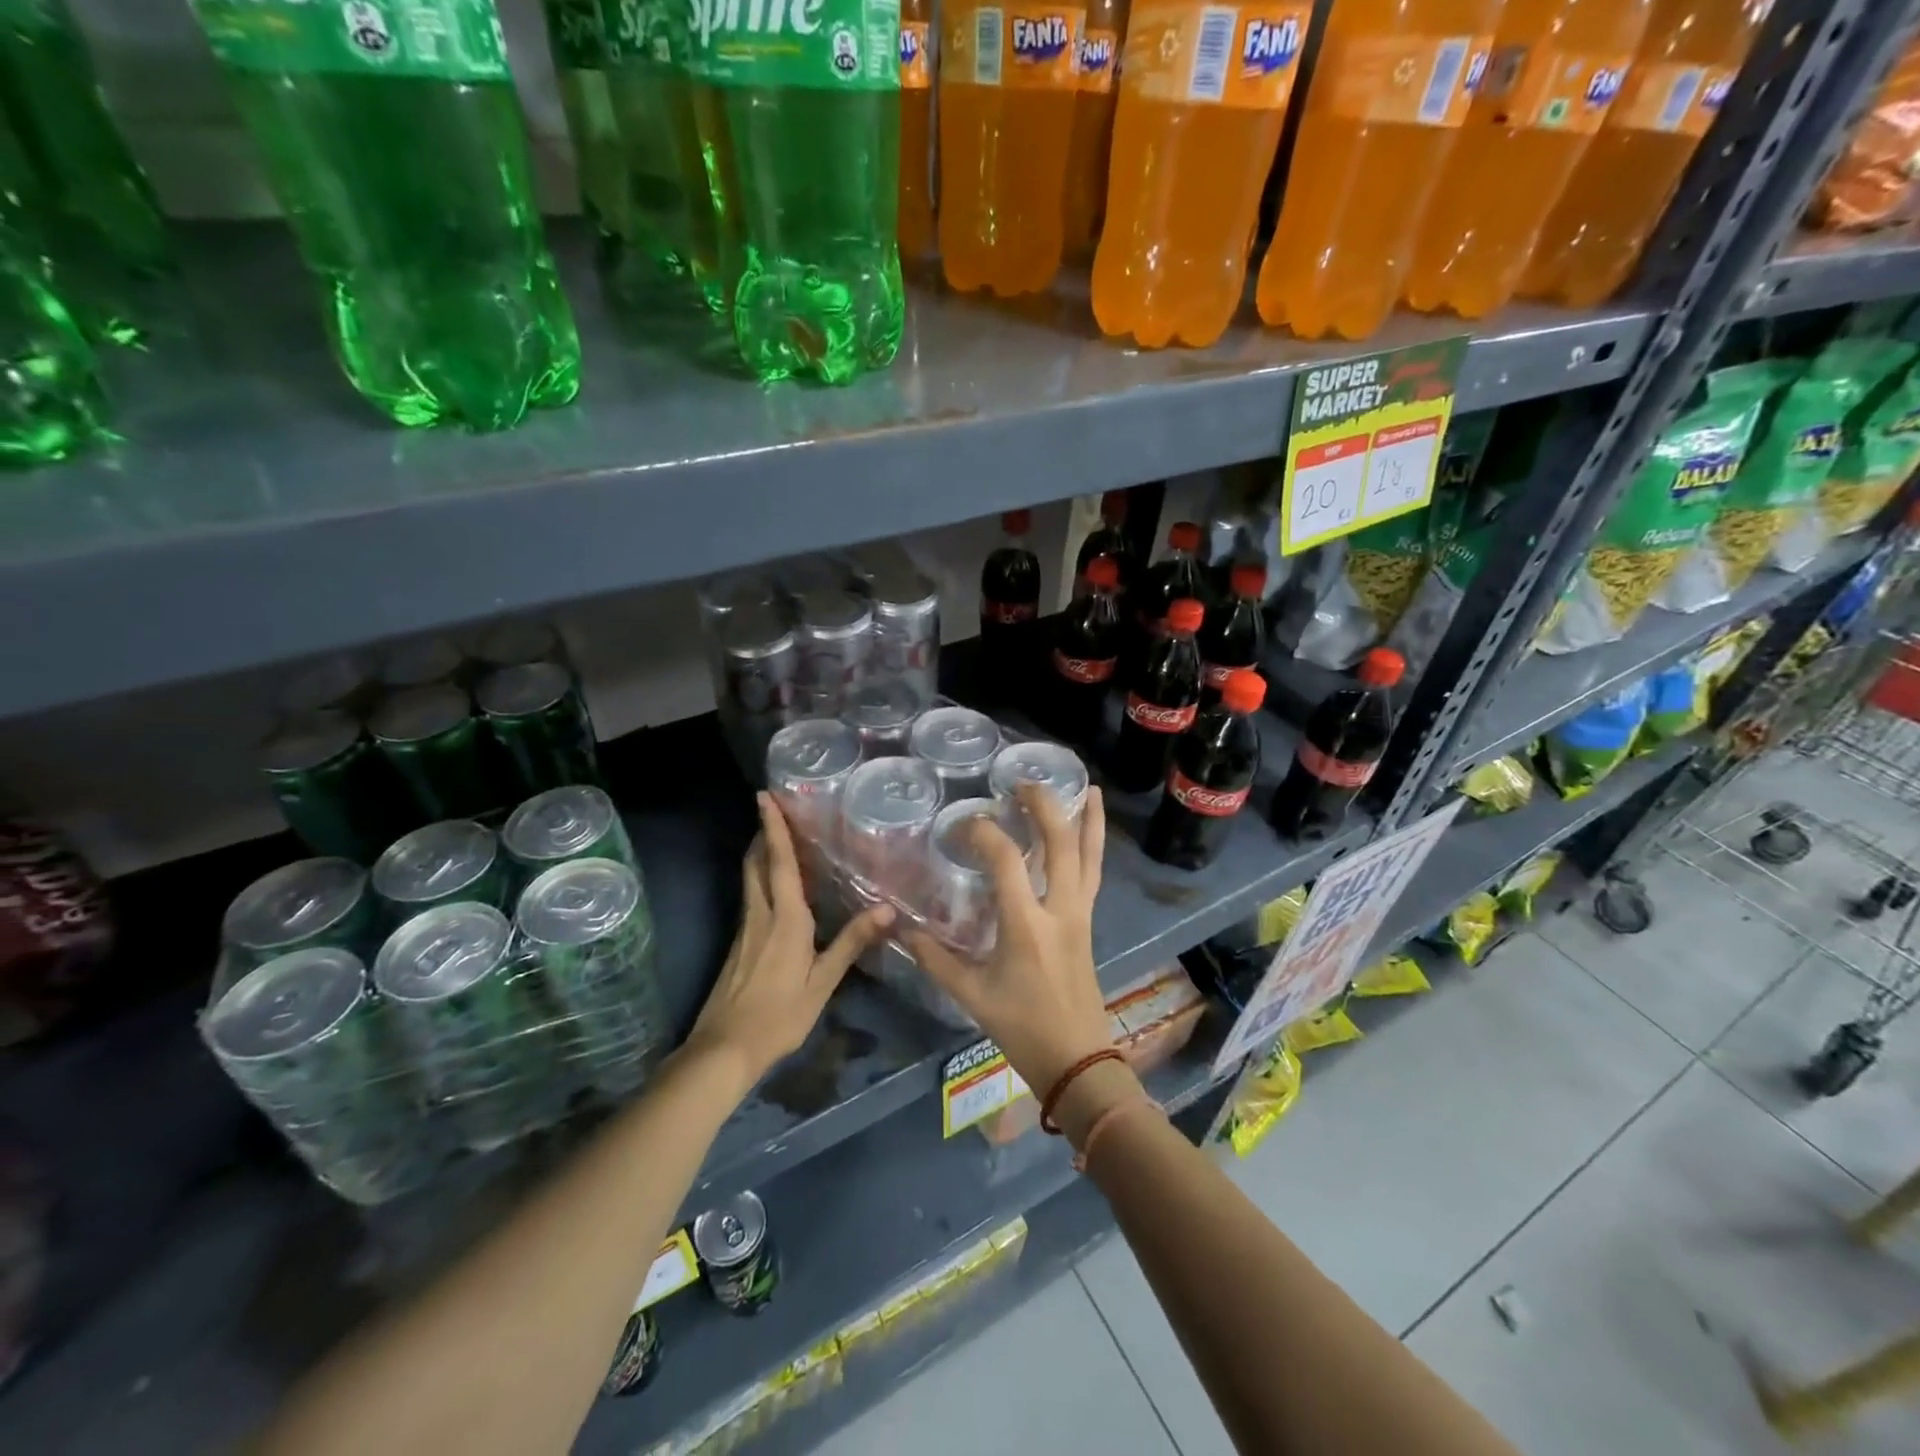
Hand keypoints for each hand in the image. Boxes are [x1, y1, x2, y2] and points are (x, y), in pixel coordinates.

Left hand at [686, 793, 893, 1086]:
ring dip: (760, 853)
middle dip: (763, 833)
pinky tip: (776, 888)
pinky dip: (761, 878)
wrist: (724, 1049)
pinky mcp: (739, 943)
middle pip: (757, 863)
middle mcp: (761, 914)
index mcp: (785, 918)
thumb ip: (852, 942)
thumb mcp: (823, 982)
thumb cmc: (779, 1014)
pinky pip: (751, 896)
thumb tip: (887, 908)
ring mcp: (746, 928)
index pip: (780, 862)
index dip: (773, 828)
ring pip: (750, 878)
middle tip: (774, 809)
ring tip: (776, 837)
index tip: (765, 796)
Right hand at [903, 784, 1114, 1094]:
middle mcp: (1059, 910)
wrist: (1076, 1059)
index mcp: (1025, 926)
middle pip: (1059, 845)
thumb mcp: (971, 995)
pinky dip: (1094, 844)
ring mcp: (1080, 913)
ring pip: (1088, 856)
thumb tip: (902, 930)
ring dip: (1085, 819)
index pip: (1006, 861)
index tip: (964, 826)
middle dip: (1043, 807)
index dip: (984, 833)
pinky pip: (1094, 873)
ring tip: (1084, 785)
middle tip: (1021, 784)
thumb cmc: (1022, 1027)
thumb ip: (935, 959)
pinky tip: (1092, 827)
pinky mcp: (1088, 920)